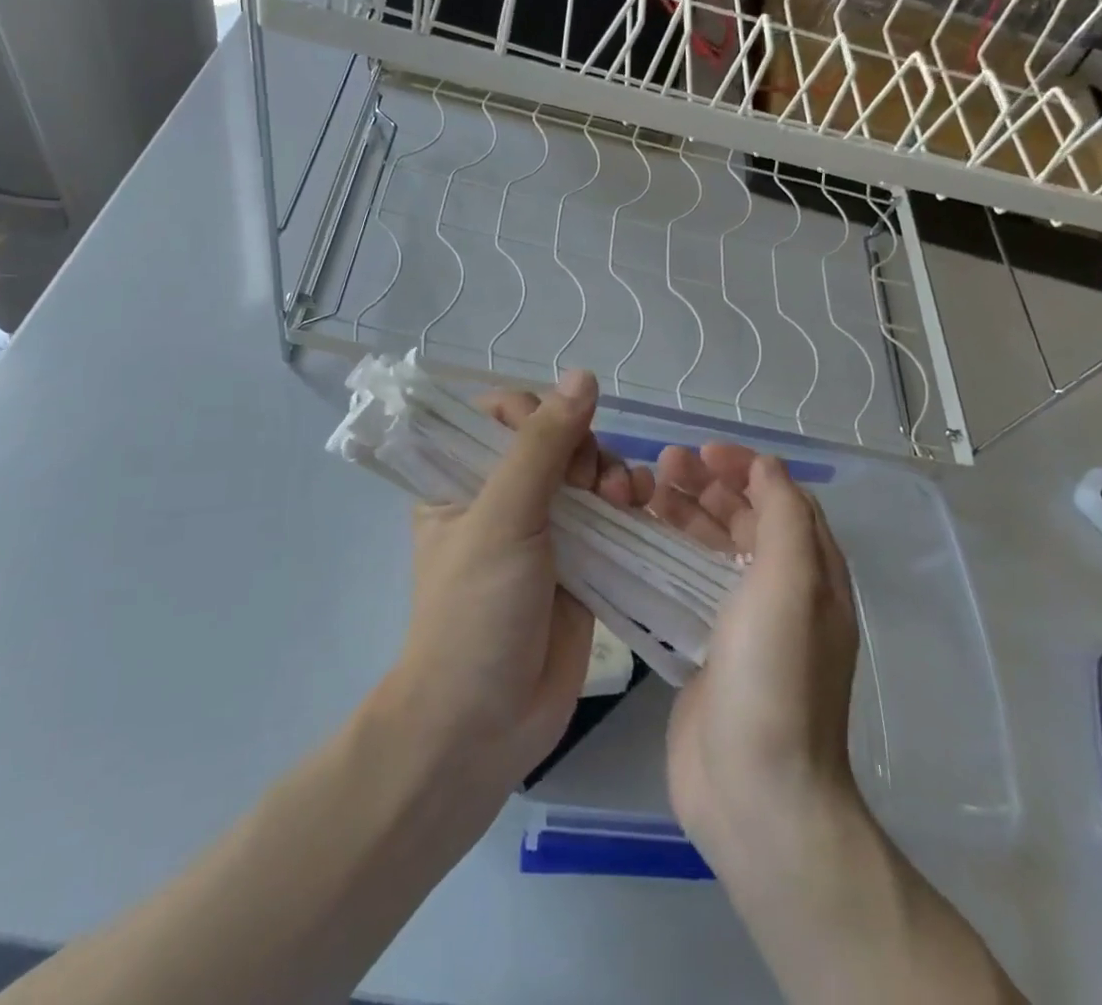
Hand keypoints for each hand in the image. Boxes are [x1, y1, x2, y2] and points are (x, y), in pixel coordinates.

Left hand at [385, 370, 649, 791]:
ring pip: (587, 474)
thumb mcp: (502, 517)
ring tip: (621, 499)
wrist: (483, 724)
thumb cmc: (475, 610)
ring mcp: (544, 530)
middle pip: (554, 439)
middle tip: (588, 481)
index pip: (499, 416)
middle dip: (581, 447)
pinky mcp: (580, 561)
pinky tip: (640, 508)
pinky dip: (628, 504)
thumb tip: (582, 376)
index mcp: (461, 479)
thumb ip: (542, 445)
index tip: (553, 436)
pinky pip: (610, 514)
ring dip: (610, 473)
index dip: (533, 414)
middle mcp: (501, 497)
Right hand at [663, 451, 864, 873]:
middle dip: (708, 486)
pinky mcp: (707, 649)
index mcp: (812, 573)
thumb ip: (784, 516)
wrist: (755, 792)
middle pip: (744, 520)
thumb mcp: (791, 583)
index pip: (782, 498)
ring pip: (713, 550)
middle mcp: (781, 592)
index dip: (745, 467)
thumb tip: (766, 466)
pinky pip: (686, 585)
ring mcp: (742, 623)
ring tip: (643, 492)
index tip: (701, 452)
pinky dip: (666, 556)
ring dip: (684, 515)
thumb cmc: (775, 676)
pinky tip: (636, 543)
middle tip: (661, 466)